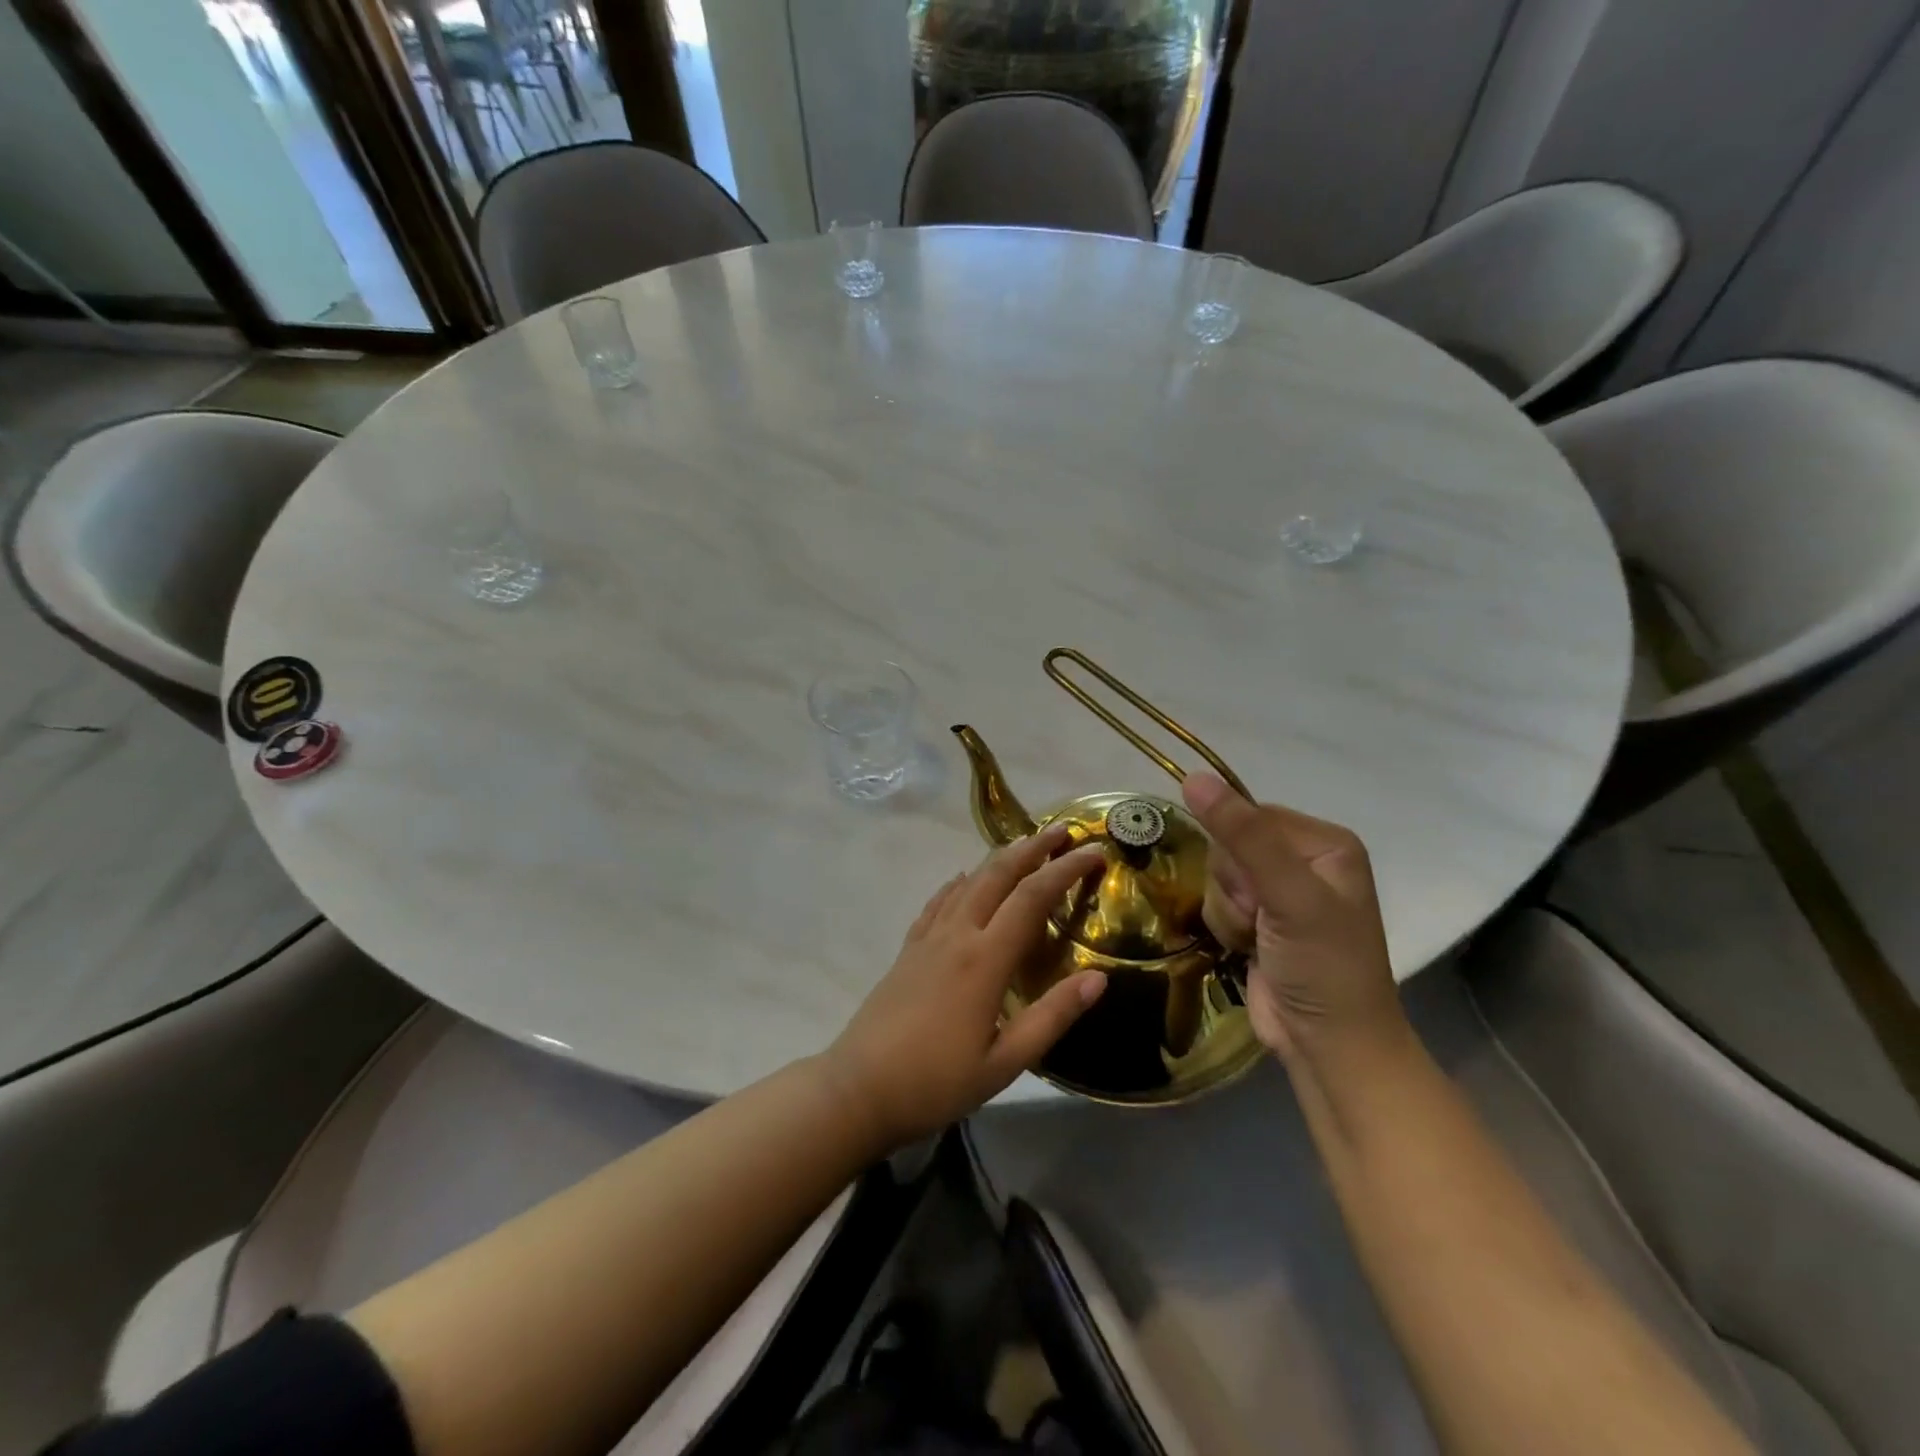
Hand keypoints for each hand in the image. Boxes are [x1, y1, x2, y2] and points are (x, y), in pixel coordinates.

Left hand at [823, 825, 1107, 1147]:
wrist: (858, 1089)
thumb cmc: (936, 1081)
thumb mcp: (1006, 1062)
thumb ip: (1052, 1016)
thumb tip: (1099, 978)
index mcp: (985, 959)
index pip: (1033, 897)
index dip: (1065, 870)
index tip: (1094, 852)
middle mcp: (957, 935)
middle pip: (998, 875)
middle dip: (1032, 848)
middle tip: (1062, 830)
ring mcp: (928, 938)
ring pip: (968, 882)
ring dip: (999, 859)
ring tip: (1023, 846)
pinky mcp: (908, 949)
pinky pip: (938, 902)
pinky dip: (959, 883)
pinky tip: (963, 879)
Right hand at [1182, 773, 1402, 1065]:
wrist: (1328, 1045)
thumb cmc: (1323, 965)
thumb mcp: (1288, 895)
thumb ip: (1243, 835)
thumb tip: (1193, 777)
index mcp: (1324, 842)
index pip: (1250, 816)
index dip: (1240, 852)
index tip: (1260, 891)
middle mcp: (1303, 860)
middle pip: (1229, 846)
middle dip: (1234, 887)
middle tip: (1262, 919)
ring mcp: (1280, 892)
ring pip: (1218, 876)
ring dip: (1228, 911)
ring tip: (1257, 939)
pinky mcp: (1259, 919)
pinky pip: (1218, 902)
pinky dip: (1226, 926)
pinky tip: (1249, 948)